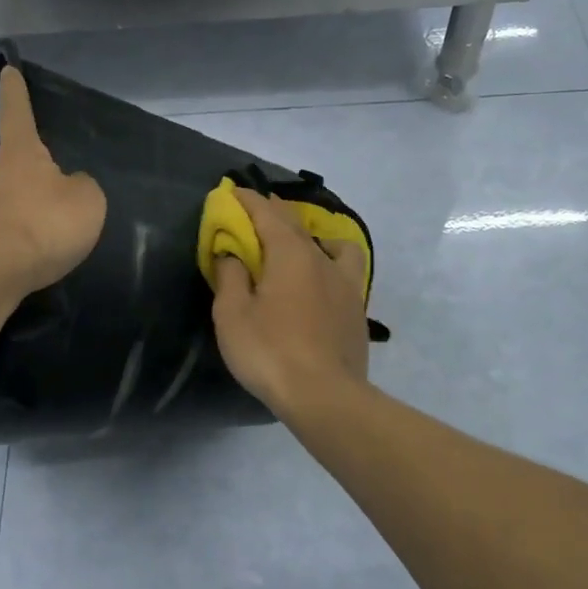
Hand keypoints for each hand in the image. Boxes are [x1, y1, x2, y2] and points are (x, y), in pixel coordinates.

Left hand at [0, 65, 106, 295]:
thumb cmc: (42, 224)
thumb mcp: (86, 202)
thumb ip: (81, 188)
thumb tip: (68, 186)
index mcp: (19, 154)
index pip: (17, 113)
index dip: (15, 92)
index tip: (7, 69)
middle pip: (6, 168)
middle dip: (23, 181)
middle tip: (46, 206)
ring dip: (13, 216)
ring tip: (36, 243)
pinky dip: (3, 244)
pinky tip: (19, 264)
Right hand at [211, 187, 370, 418]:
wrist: (325, 396)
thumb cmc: (270, 351)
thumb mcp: (233, 315)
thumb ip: (230, 277)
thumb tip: (232, 254)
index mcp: (290, 254)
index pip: (267, 214)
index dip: (247, 201)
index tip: (232, 191)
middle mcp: (321, 260)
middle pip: (297, 225)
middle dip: (274, 212)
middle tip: (256, 208)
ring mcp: (345, 285)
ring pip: (331, 245)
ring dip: (312, 236)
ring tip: (300, 246)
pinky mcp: (356, 310)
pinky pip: (344, 271)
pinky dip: (330, 263)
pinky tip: (322, 281)